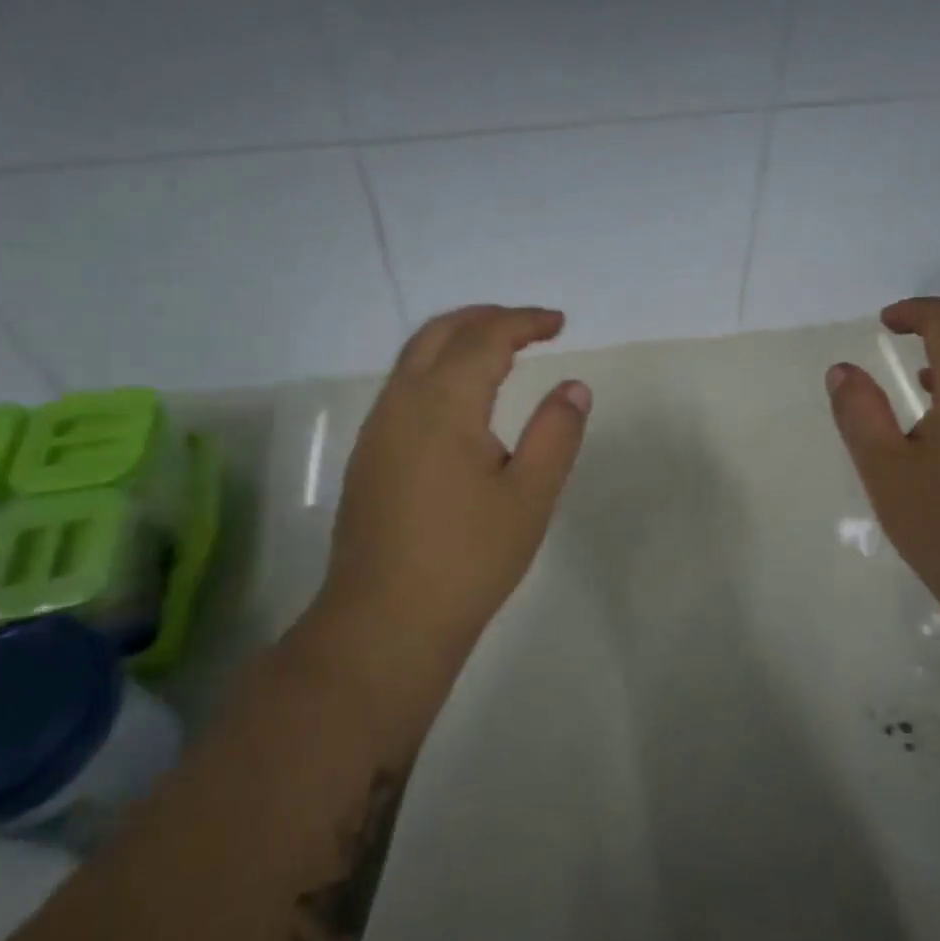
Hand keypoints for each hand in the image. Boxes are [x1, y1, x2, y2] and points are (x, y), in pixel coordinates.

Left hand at [302, 305, 590, 704]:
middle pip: (439, 333)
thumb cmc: (468, 559)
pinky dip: (436, 370)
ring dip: (457, 341)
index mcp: (443, 405)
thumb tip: (573, 387)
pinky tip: (460, 402)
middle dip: (485, 318)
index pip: (485, 338)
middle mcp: (401, 403)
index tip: (559, 324)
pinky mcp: (367, 457)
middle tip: (528, 327)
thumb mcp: (530, 496)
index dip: (524, 322)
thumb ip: (556, 433)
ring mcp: (376, 430)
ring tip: (499, 353)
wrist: (386, 622)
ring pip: (414, 359)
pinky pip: (402, 388)